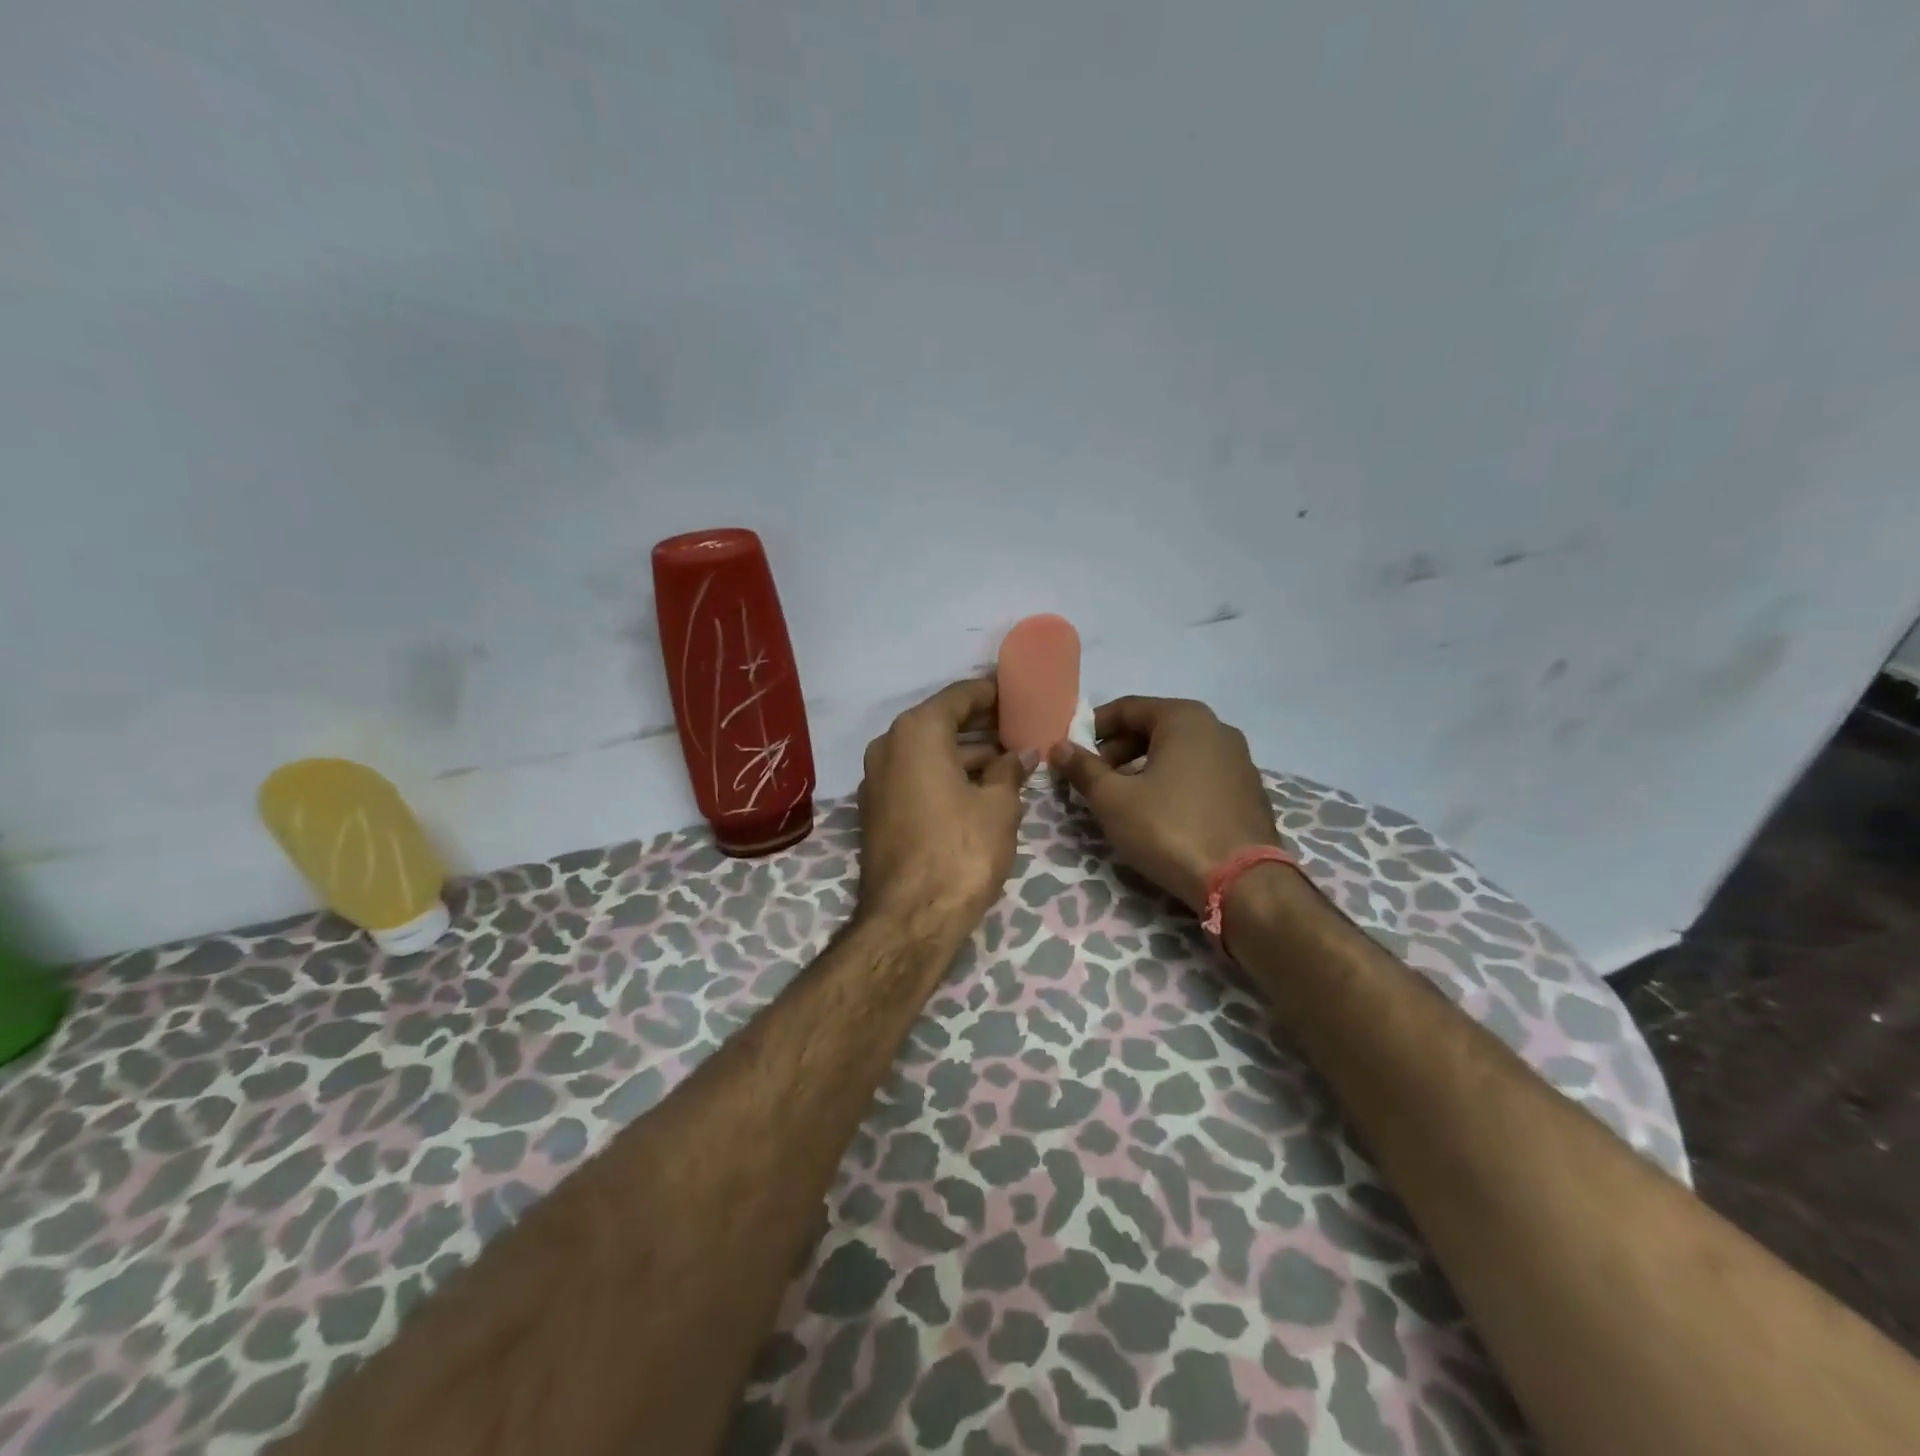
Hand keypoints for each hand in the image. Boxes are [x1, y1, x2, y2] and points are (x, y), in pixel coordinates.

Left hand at [858, 679, 1037, 928]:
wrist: (910, 919)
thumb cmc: (961, 850)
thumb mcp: (999, 806)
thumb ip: (1010, 771)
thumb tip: (1022, 754)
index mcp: (916, 732)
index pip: (959, 696)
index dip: (992, 693)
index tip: (1019, 694)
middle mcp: (888, 746)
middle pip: (941, 723)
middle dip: (982, 727)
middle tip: (1021, 728)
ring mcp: (877, 780)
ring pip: (929, 753)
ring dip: (966, 755)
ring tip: (1010, 761)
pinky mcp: (877, 811)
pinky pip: (917, 778)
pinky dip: (946, 776)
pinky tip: (981, 788)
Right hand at [1047, 696, 1280, 912]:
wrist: (1242, 883)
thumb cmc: (1169, 829)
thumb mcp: (1113, 799)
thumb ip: (1082, 769)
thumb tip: (1058, 748)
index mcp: (1185, 718)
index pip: (1126, 708)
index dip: (1091, 729)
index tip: (1071, 754)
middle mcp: (1217, 728)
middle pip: (1153, 728)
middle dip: (1116, 751)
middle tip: (1093, 781)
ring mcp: (1238, 759)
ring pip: (1176, 752)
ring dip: (1143, 769)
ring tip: (1121, 800)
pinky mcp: (1248, 790)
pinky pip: (1198, 774)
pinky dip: (1172, 783)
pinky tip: (1158, 815)